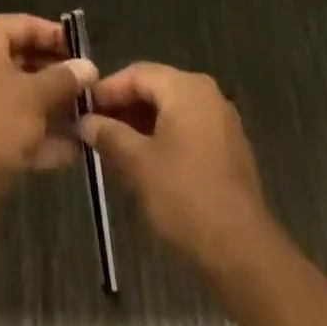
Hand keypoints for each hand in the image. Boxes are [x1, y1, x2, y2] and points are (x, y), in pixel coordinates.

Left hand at [0, 15, 96, 204]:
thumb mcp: (36, 95)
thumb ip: (64, 78)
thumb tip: (88, 66)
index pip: (25, 25)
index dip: (58, 39)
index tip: (87, 54)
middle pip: (22, 60)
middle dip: (57, 78)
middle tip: (90, 89)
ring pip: (18, 95)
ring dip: (51, 108)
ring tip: (88, 119)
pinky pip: (10, 123)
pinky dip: (37, 133)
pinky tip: (72, 151)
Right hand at [80, 62, 270, 272]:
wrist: (243, 251)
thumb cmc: (186, 196)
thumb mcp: (138, 164)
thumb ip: (109, 135)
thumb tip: (85, 121)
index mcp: (185, 87)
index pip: (137, 73)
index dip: (107, 90)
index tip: (83, 109)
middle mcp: (206, 93)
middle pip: (155, 88)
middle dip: (124, 108)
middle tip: (96, 129)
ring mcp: (221, 120)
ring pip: (171, 110)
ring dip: (142, 124)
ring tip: (116, 148)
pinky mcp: (229, 148)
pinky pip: (188, 128)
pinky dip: (164, 137)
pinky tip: (146, 162)